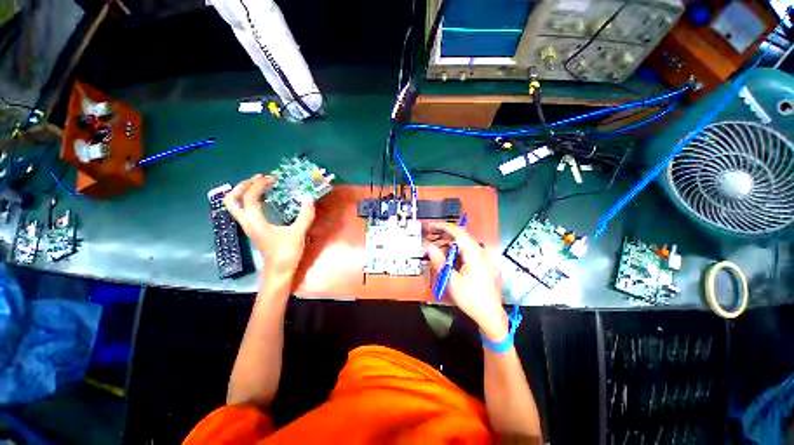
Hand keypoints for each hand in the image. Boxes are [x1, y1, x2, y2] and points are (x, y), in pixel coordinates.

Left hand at [224, 174, 314, 278]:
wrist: (279, 270)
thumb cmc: (287, 253)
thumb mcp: (298, 233)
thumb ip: (305, 216)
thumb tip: (309, 199)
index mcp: (256, 223)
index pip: (249, 198)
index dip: (258, 185)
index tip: (272, 179)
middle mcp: (248, 223)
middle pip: (232, 200)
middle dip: (243, 186)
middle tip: (259, 178)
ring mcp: (249, 226)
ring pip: (235, 206)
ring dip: (244, 192)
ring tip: (260, 185)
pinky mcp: (254, 229)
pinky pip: (245, 210)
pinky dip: (250, 200)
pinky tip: (265, 199)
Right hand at [426, 222, 507, 341]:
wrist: (490, 314)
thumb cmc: (471, 298)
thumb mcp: (452, 280)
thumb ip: (440, 261)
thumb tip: (429, 247)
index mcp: (474, 253)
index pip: (458, 232)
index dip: (443, 227)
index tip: (430, 226)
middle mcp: (480, 252)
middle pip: (461, 236)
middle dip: (443, 234)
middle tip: (429, 236)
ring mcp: (483, 257)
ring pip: (463, 243)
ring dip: (448, 242)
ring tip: (434, 245)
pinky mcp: (483, 263)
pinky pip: (467, 250)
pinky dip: (455, 250)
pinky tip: (446, 255)